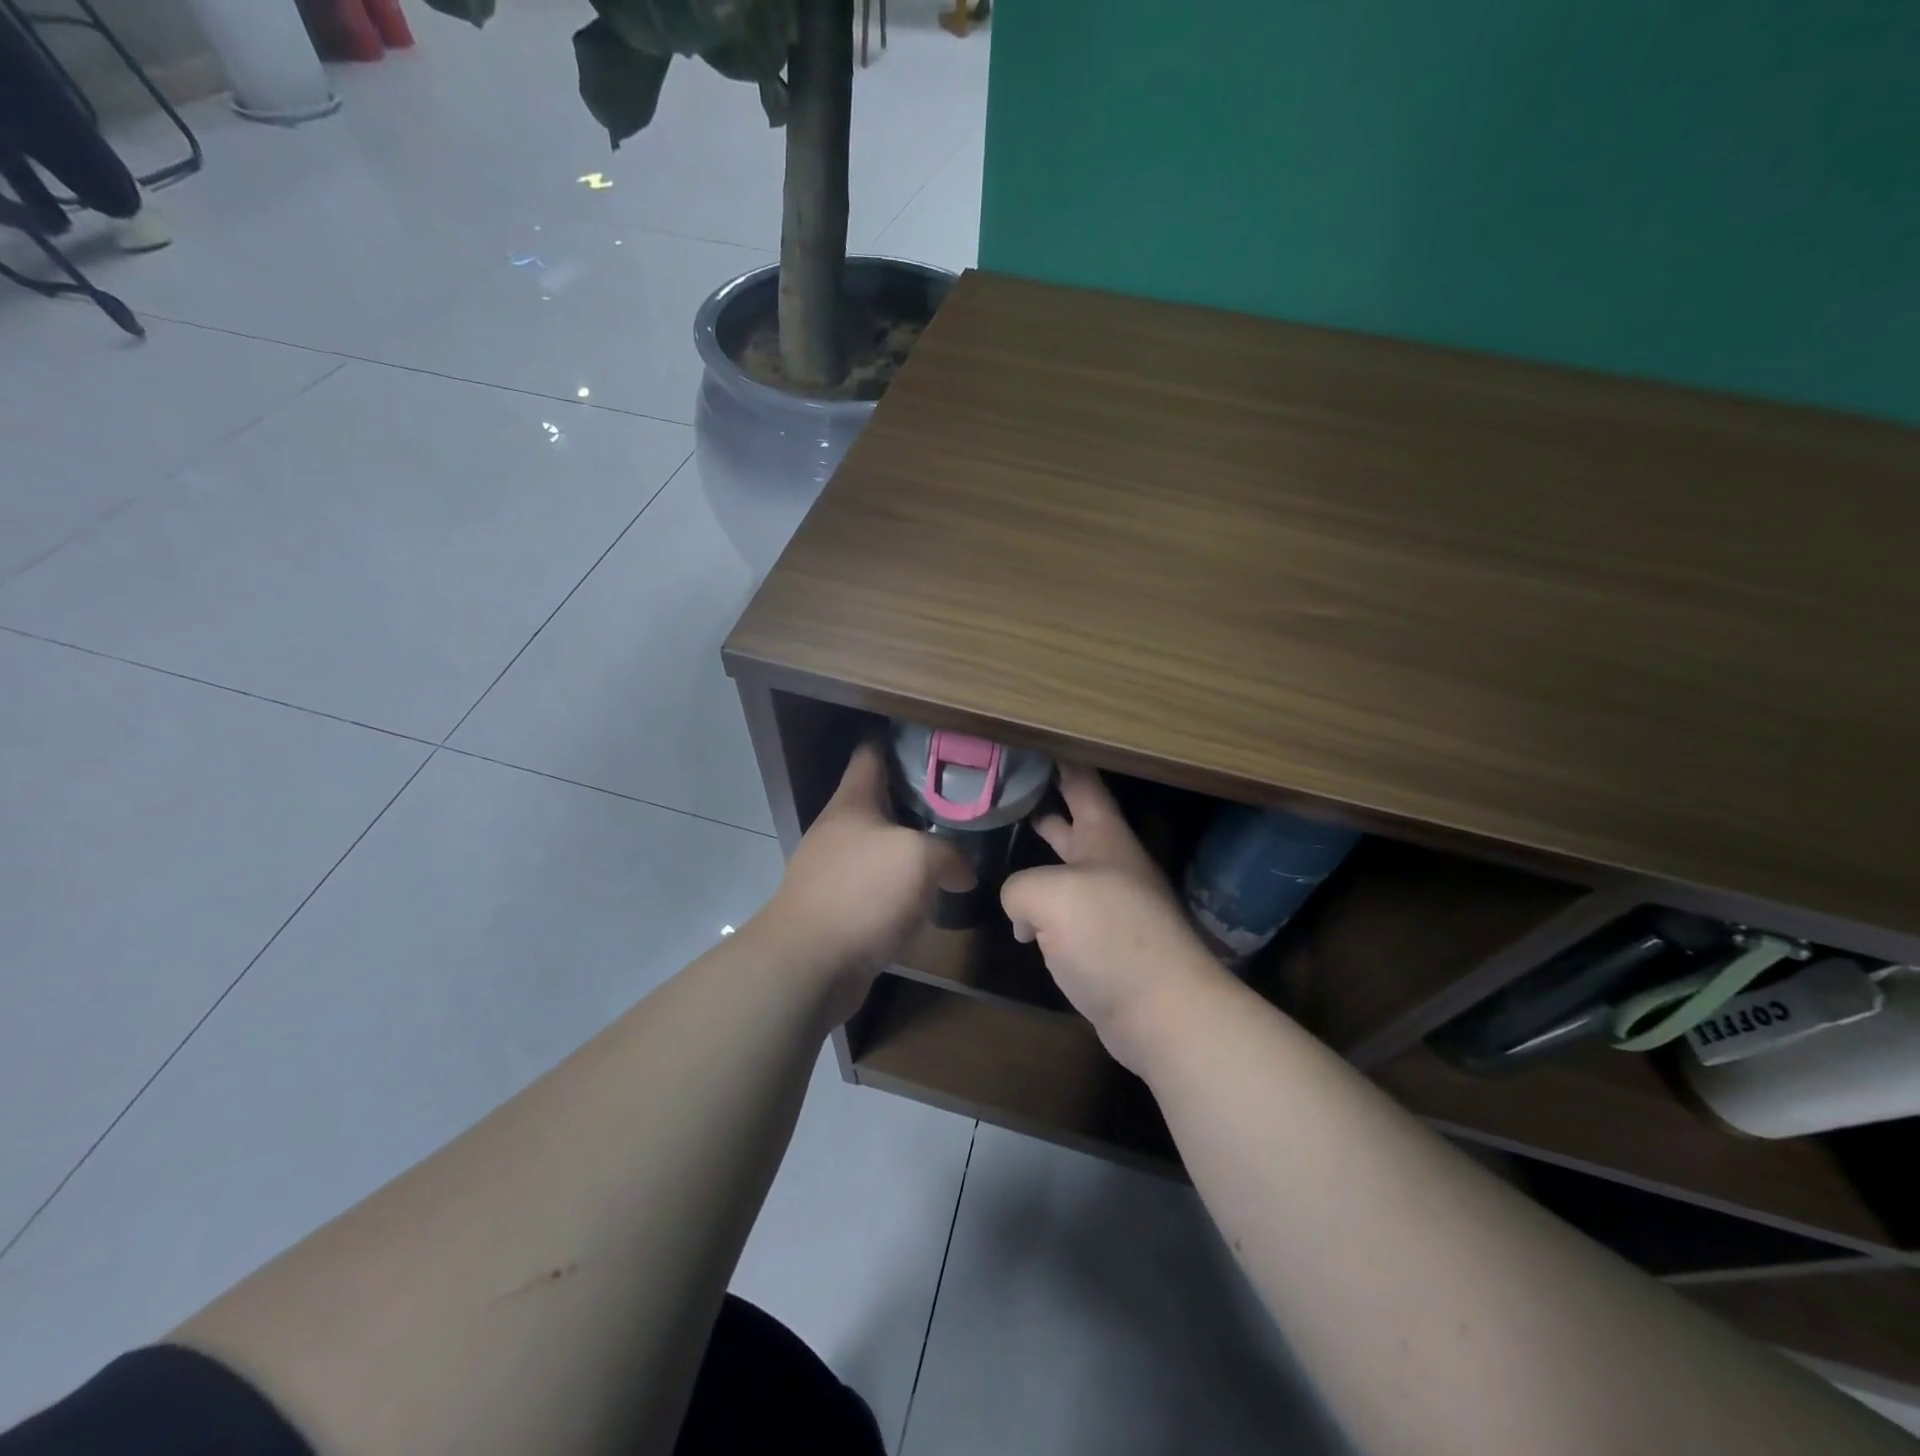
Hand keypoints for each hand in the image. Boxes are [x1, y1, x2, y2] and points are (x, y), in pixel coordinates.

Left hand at [753, 741, 964, 1022]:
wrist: (809, 965)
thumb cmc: (861, 893)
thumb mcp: (919, 859)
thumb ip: (950, 854)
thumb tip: (963, 873)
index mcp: (853, 802)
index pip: (871, 752)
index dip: (898, 739)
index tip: (932, 738)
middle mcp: (839, 829)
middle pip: (880, 799)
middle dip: (917, 797)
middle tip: (960, 798)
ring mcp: (834, 870)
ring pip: (881, 845)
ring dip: (912, 845)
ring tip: (953, 845)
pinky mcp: (838, 907)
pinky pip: (876, 885)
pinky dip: (901, 886)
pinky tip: (928, 895)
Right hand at [1001, 764, 1226, 1074]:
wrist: (1163, 1012)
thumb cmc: (1112, 937)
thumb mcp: (1051, 895)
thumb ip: (1020, 887)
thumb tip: (1022, 914)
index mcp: (1104, 836)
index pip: (1081, 780)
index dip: (1057, 757)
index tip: (1027, 741)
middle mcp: (1107, 862)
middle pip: (1071, 820)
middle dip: (1040, 802)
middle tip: (1000, 788)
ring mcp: (1106, 903)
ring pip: (1063, 868)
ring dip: (1036, 858)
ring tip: (998, 844)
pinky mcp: (1100, 942)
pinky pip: (1061, 912)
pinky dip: (1038, 908)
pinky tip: (1016, 917)